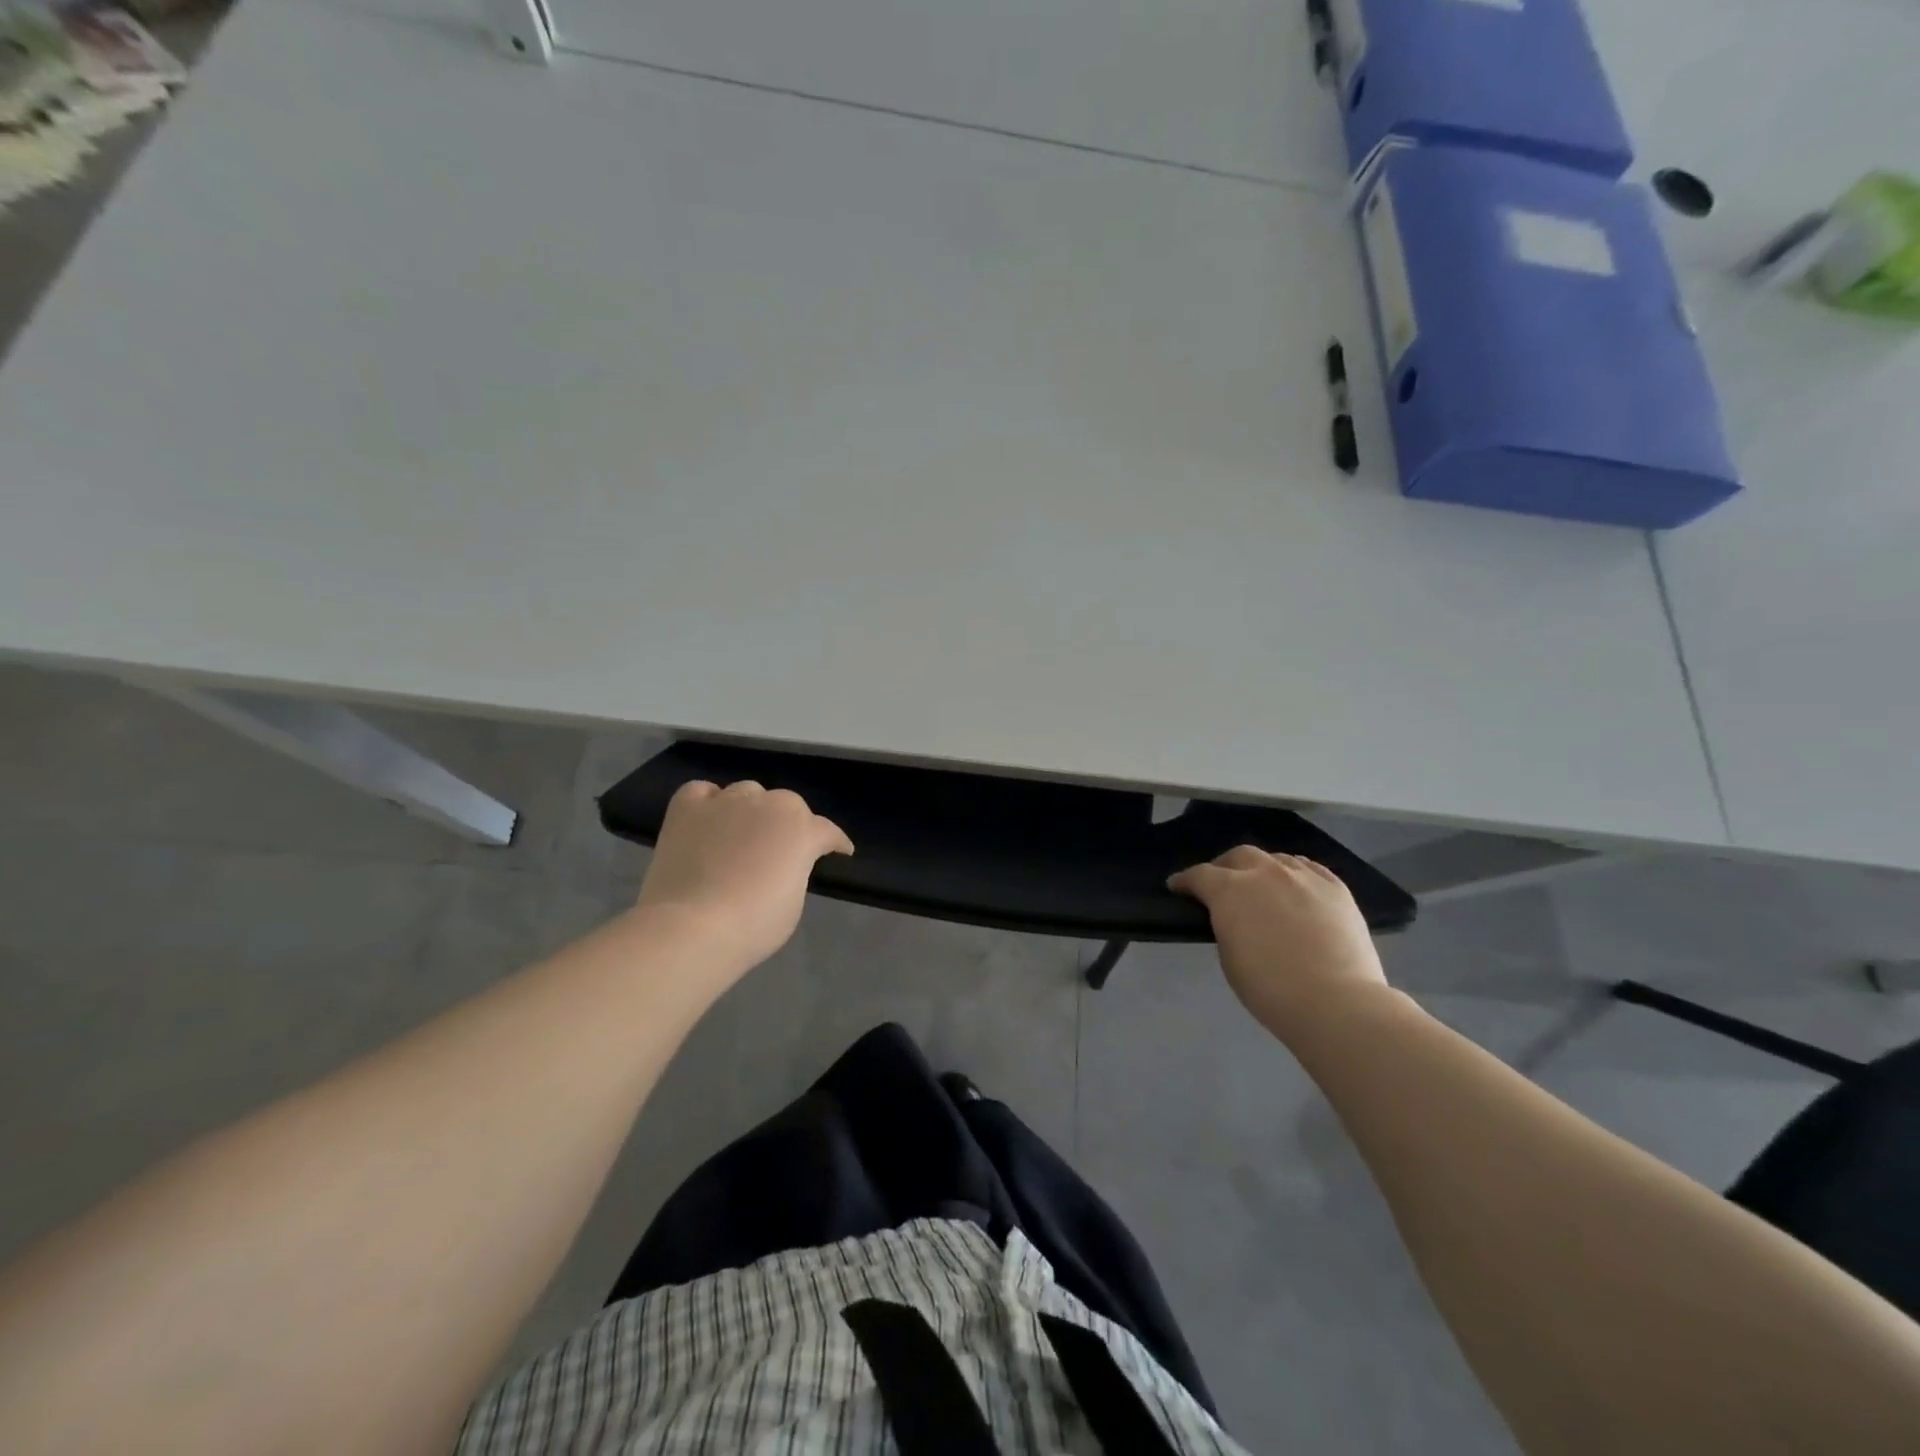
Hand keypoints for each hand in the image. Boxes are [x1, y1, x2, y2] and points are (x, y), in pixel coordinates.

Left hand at [636, 780, 852, 972]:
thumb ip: (795, 870)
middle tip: (779, 850)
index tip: (839, 852)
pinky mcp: (687, 808)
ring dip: (750, 810)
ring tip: (741, 834)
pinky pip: (702, 792)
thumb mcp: (793, 901)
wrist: (692, 928)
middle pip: (786, 804)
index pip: (827, 831)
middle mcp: (768, 804)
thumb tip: (782, 864)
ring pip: (746, 793)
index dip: (834, 843)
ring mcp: (725, 801)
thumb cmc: (754, 924)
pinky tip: (708, 819)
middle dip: (788, 824)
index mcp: (802, 828)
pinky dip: (708, 802)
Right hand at [1168, 847, 1390, 1039]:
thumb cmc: (1271, 989)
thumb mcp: (1230, 957)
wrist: (1337, 1003)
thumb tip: (1234, 918)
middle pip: (1239, 856)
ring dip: (1263, 869)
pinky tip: (1296, 884)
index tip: (1177, 886)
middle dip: (1225, 867)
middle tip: (1221, 884)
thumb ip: (1227, 927)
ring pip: (1276, 859)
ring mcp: (1304, 876)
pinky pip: (1310, 868)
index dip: (1185, 881)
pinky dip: (1296, 873)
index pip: (1199, 875)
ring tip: (1262, 885)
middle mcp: (1265, 872)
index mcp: (1230, 890)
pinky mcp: (1337, 888)